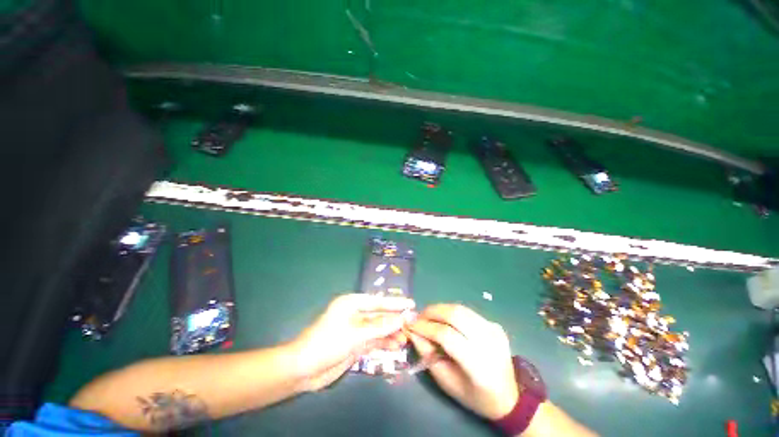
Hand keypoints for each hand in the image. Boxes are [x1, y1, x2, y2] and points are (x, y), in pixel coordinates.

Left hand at [292, 294, 414, 391]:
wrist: (304, 369)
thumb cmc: (328, 343)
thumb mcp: (356, 334)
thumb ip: (380, 327)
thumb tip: (402, 319)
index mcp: (352, 303)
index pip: (378, 301)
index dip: (395, 303)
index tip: (411, 303)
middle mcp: (355, 314)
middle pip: (379, 315)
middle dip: (395, 319)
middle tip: (413, 323)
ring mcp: (355, 329)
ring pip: (378, 329)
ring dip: (391, 333)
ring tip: (406, 338)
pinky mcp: (355, 343)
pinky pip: (373, 340)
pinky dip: (384, 343)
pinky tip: (395, 346)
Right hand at [408, 304, 518, 419]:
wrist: (510, 397)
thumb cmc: (474, 396)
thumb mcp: (447, 382)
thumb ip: (428, 355)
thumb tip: (413, 331)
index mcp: (478, 366)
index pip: (447, 336)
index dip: (426, 327)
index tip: (411, 325)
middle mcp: (489, 343)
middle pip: (455, 315)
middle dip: (432, 311)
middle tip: (419, 316)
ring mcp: (494, 331)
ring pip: (461, 309)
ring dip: (440, 309)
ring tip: (428, 316)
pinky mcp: (495, 325)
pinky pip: (468, 312)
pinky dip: (452, 312)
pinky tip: (445, 320)